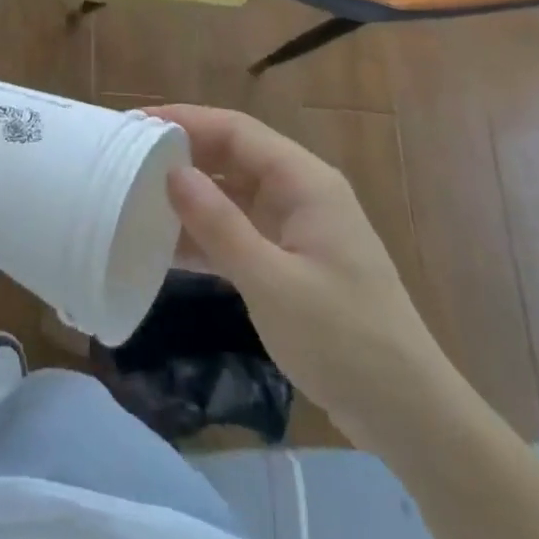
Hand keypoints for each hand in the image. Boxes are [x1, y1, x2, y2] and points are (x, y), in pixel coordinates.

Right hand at [147, 103, 449, 447]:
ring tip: (136, 196)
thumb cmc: (344, 340)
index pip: (235, 130)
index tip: (135, 125)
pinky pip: (240, 231)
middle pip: (232, 156)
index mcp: (304, 181)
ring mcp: (297, 228)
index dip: (185, 120)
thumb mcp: (271, 282)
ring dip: (190, 197)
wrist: (411, 417)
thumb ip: (218, 224)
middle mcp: (301, 192)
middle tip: (126, 159)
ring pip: (233, 194)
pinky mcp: (292, 261)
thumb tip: (170, 172)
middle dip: (182, 155)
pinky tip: (166, 246)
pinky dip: (206, 235)